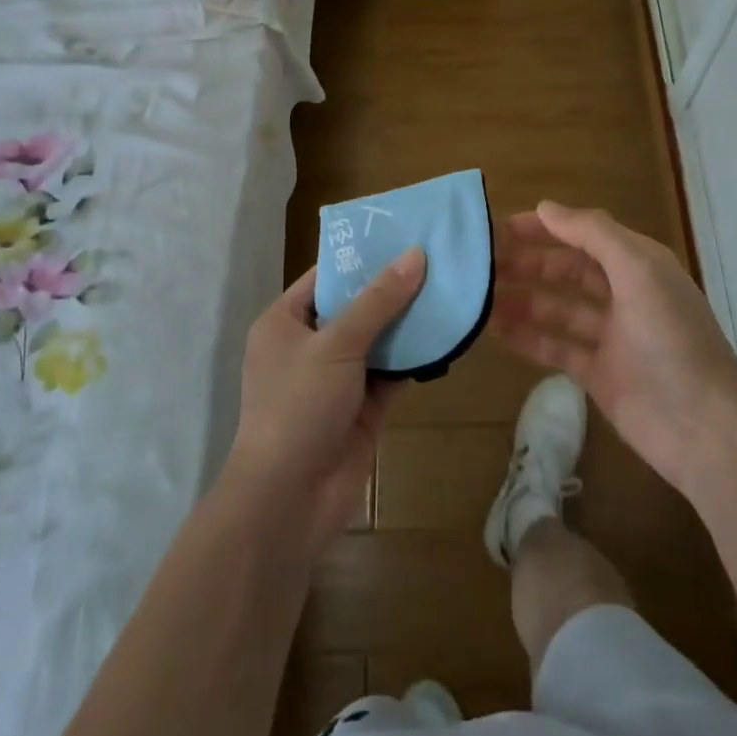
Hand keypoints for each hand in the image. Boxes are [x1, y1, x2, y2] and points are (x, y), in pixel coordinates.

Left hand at [224, 249, 425, 553]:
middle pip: (355, 306)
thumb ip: (378, 301)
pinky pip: (392, 372)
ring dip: (409, 321)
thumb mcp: (336, 344)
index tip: (403, 235)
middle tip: (437, 257)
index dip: (362, 256)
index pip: (325, 276)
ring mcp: (336, 378)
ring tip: (450, 287)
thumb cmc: (298, 406)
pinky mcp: (362, 407)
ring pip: (378, 339)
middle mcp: (309, 345)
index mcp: (285, 322)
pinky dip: (416, 357)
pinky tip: (448, 334)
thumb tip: (415, 255)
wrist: (289, 500)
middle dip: (393, 287)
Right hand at [491, 203, 736, 497]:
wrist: (705, 429)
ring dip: (522, 300)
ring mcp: (611, 336)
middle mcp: (624, 293)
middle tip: (480, 266)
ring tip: (480, 299)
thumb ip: (593, 233)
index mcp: (638, 264)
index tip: (498, 228)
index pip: (583, 234)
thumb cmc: (672, 339)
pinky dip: (529, 338)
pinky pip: (557, 347)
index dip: (544, 228)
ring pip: (558, 308)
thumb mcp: (638, 271)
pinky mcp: (599, 373)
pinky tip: (497, 332)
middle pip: (567, 270)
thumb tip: (545, 207)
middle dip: (527, 264)